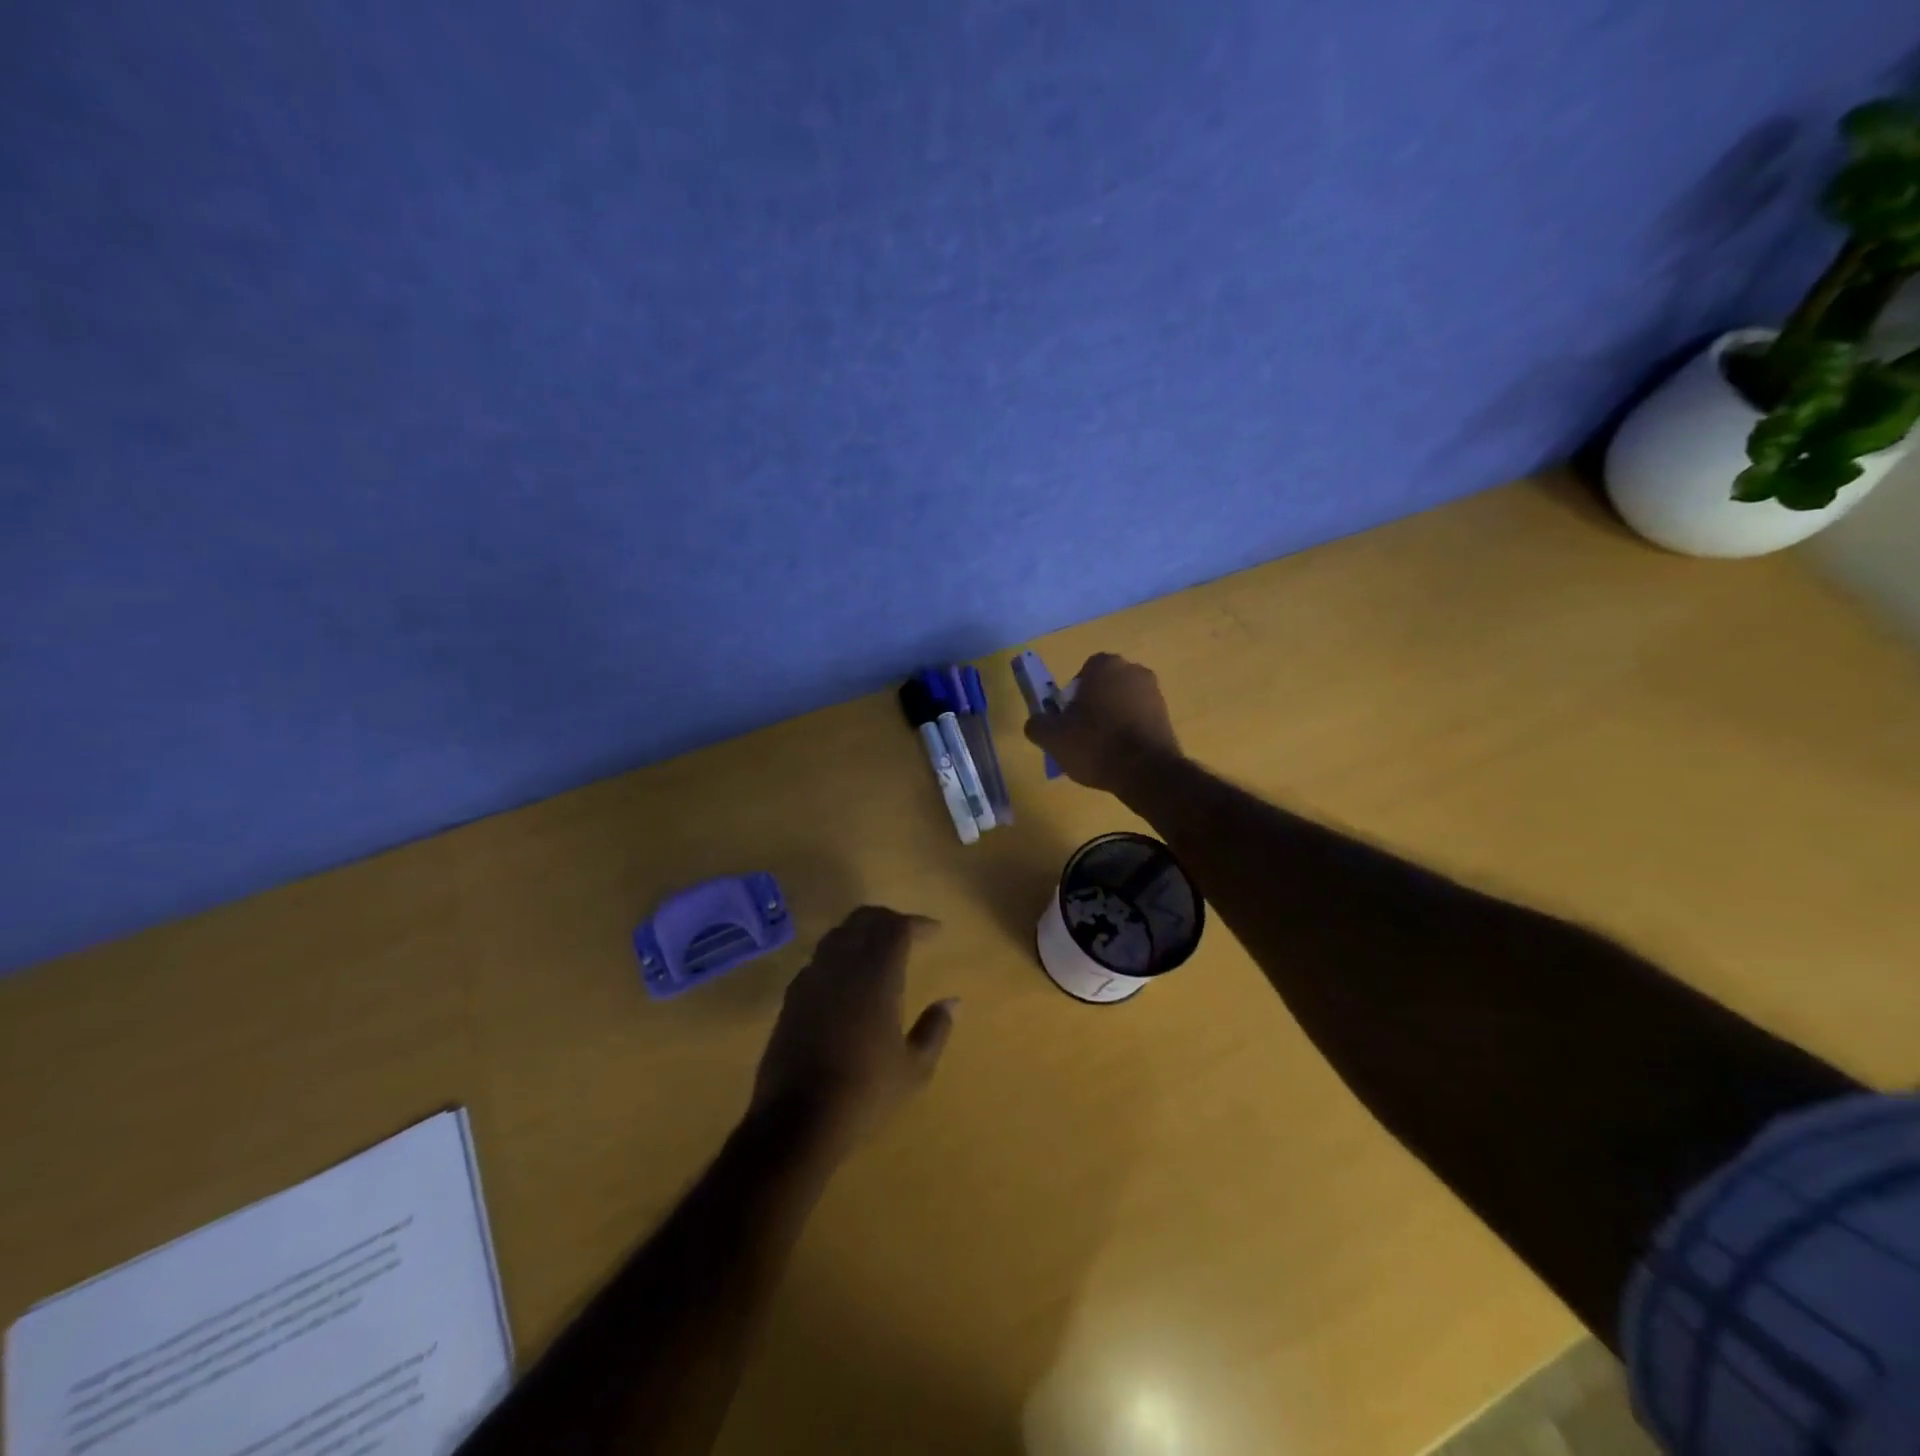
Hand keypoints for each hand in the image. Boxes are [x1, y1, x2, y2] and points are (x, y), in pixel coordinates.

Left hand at [751, 907, 955, 1156]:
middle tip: (908, 932)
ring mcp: (812, 979)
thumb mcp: (914, 1069)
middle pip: (863, 920)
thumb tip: (953, 1001)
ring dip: (860, 932)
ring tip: (877, 949)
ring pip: (837, 935)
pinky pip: (818, 960)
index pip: (897, 928)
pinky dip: (837, 955)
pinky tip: (846, 978)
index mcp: (876, 976)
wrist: (796, 1121)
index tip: (936, 931)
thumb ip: (935, 1029)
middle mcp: (842, 966)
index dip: (918, 923)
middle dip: (888, 919)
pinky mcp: (791, 998)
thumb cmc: (865, 1093)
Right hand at [1023, 653, 1182, 792]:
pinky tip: (1120, 756)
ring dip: (1111, 720)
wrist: (1147, 771)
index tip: (1067, 721)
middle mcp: (1133, 670)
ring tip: (1101, 751)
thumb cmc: (1096, 744)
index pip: (1081, 674)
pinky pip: (1138, 719)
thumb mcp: (1053, 738)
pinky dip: (1128, 732)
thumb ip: (1037, 725)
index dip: (1071, 698)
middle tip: (1081, 736)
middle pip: (1103, 688)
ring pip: (1121, 704)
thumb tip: (1037, 723)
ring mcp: (1154, 692)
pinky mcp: (1167, 716)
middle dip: (1092, 707)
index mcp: (1105, 665)